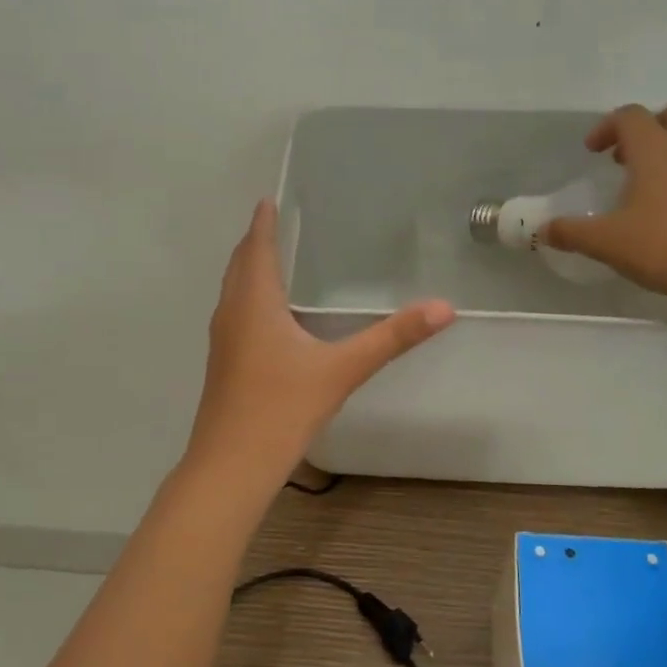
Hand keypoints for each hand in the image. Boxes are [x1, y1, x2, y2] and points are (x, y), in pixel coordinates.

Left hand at [186, 200, 454, 481]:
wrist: (231, 466)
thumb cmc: (282, 409)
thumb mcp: (342, 370)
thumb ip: (392, 338)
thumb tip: (443, 308)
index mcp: (254, 303)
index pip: (257, 248)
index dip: (263, 223)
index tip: (268, 200)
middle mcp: (231, 314)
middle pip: (239, 266)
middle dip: (254, 243)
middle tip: (273, 224)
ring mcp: (222, 342)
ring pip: (232, 292)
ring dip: (247, 271)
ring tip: (271, 261)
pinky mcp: (222, 366)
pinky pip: (234, 316)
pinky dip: (247, 299)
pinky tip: (267, 319)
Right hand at [545, 104, 666, 312]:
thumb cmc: (662, 245)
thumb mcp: (606, 242)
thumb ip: (571, 233)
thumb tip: (542, 230)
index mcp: (655, 151)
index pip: (631, 116)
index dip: (607, 127)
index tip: (592, 151)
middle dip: (647, 128)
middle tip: (625, 157)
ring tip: (644, 185)